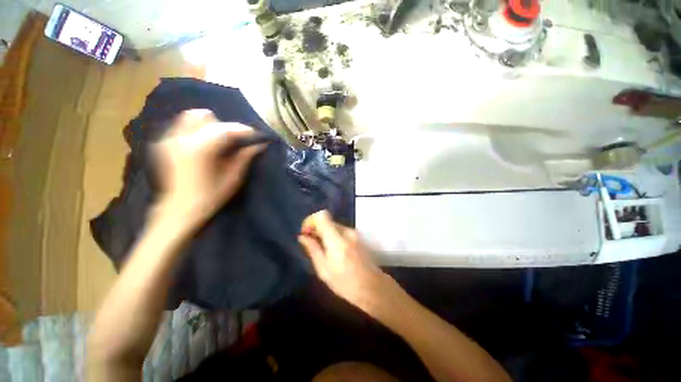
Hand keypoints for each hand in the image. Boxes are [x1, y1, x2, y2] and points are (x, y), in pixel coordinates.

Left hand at [153, 109, 265, 224]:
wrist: (179, 210)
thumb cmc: (210, 197)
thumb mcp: (233, 178)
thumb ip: (245, 157)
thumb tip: (259, 145)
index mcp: (199, 149)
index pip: (224, 129)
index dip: (243, 130)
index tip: (255, 135)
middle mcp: (180, 138)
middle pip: (206, 117)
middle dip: (225, 127)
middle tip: (235, 142)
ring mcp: (169, 139)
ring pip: (192, 117)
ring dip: (210, 126)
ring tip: (219, 142)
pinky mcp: (164, 143)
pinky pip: (184, 126)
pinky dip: (198, 130)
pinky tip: (205, 145)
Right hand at [298, 210, 392, 315]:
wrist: (372, 287)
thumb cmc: (345, 282)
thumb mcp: (323, 269)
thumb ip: (313, 249)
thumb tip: (302, 237)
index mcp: (336, 238)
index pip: (322, 216)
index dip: (310, 221)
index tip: (305, 233)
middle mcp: (346, 231)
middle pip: (327, 220)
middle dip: (316, 228)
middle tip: (310, 243)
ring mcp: (354, 233)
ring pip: (334, 226)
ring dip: (324, 233)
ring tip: (320, 249)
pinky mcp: (357, 237)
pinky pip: (341, 231)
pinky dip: (332, 236)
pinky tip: (332, 250)